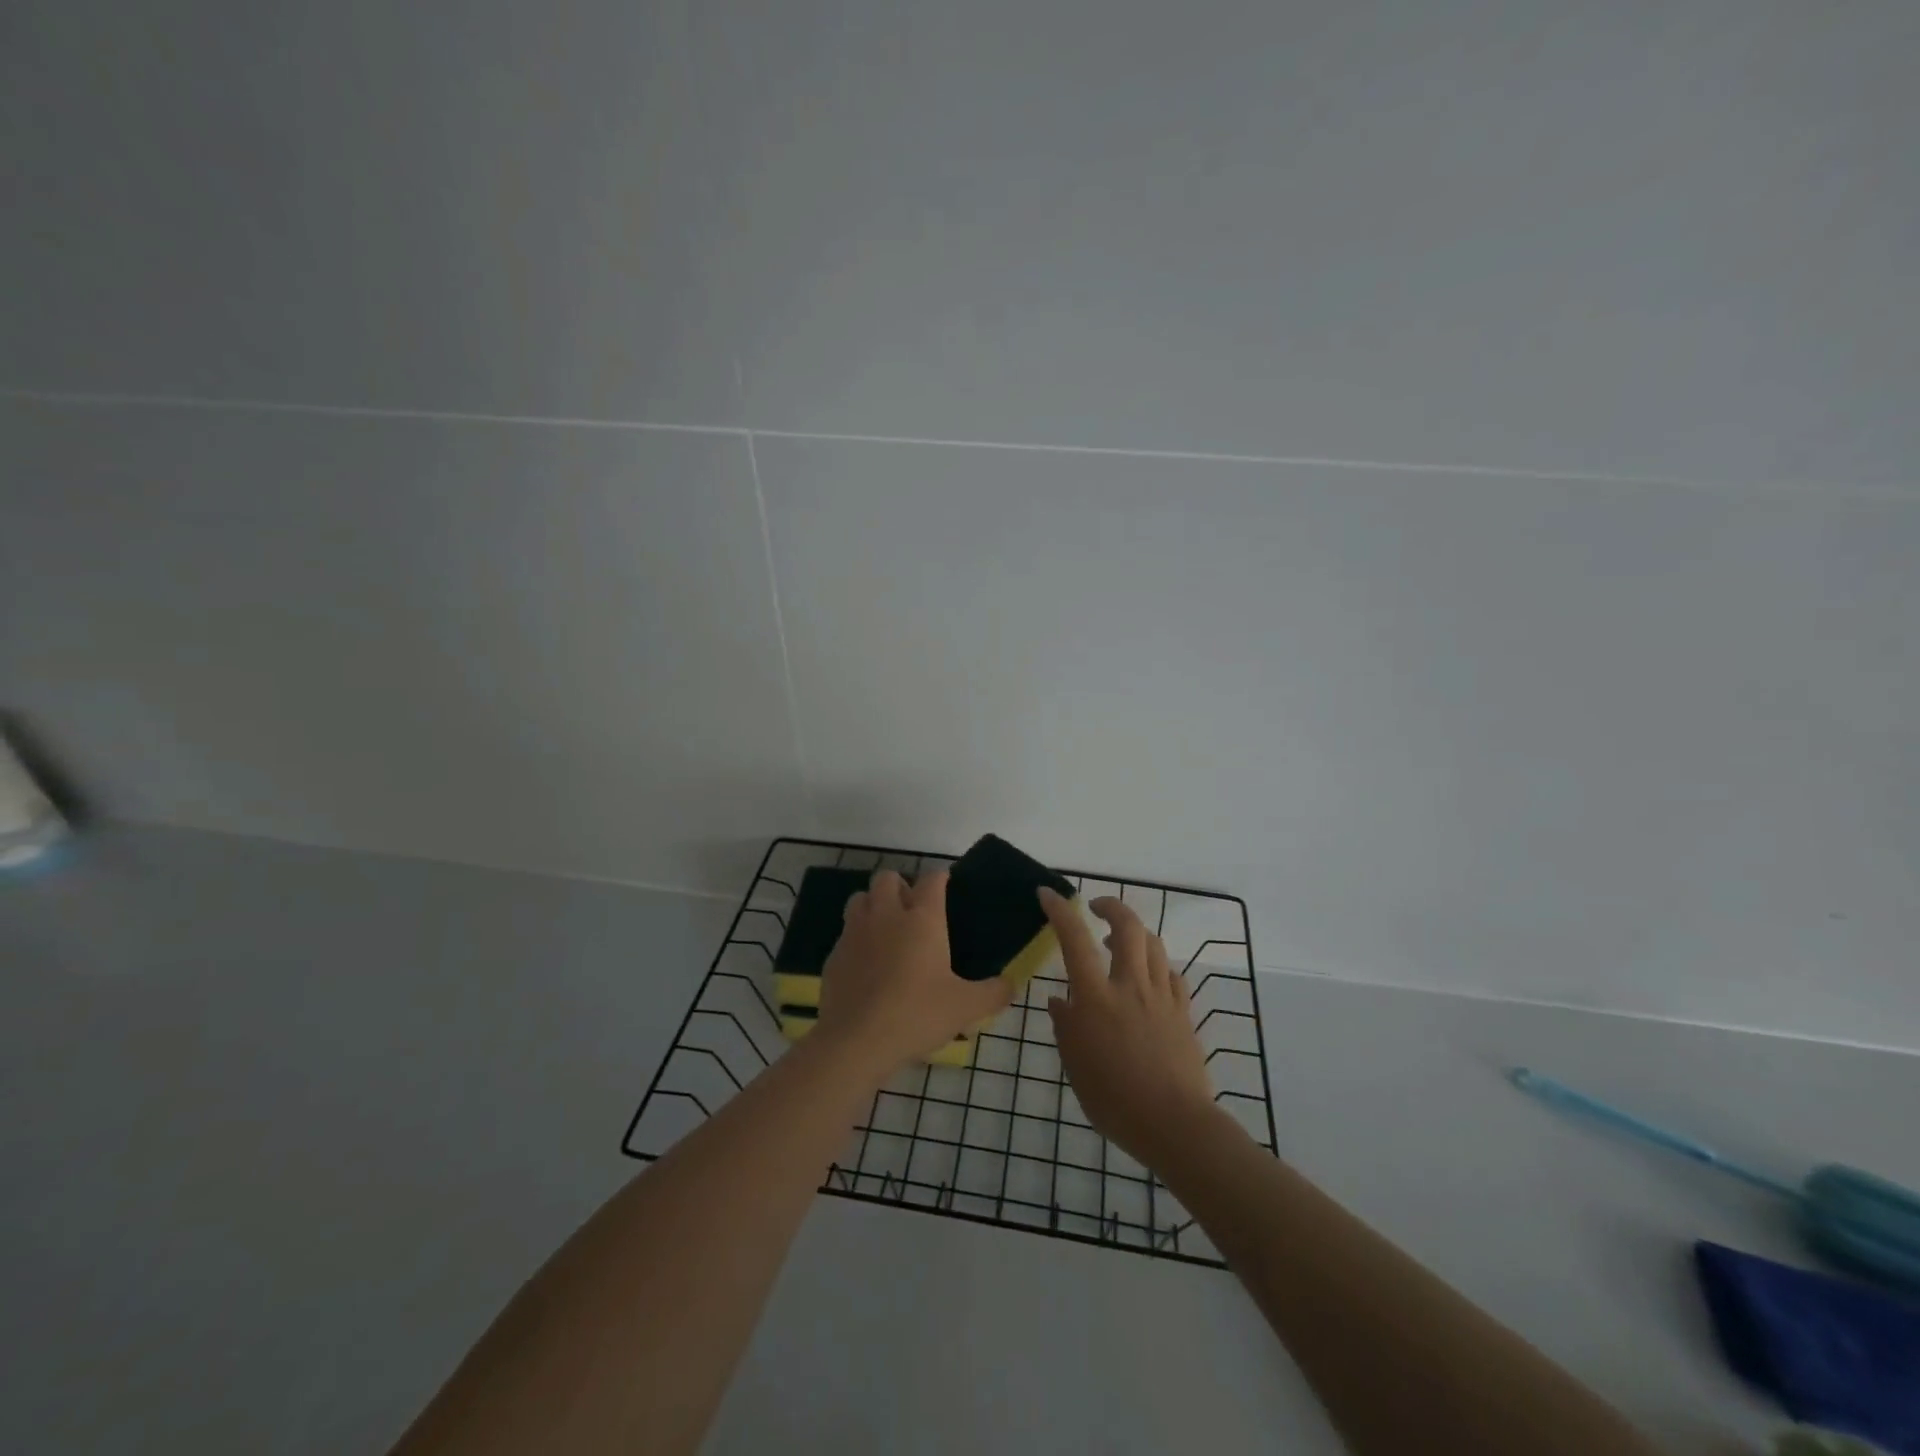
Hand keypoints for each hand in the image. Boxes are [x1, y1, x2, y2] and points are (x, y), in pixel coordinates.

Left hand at [815, 869, 1012, 1080]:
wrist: (856, 1041)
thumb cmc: (917, 1014)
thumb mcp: (966, 1007)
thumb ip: (994, 993)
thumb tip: (1011, 984)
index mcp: (922, 918)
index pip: (932, 880)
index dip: (940, 878)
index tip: (946, 885)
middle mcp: (886, 914)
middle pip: (887, 878)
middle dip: (900, 885)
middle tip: (912, 909)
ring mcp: (855, 932)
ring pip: (860, 898)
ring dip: (874, 904)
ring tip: (886, 929)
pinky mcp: (834, 955)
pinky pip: (846, 933)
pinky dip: (857, 938)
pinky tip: (867, 963)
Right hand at [1039, 887, 1218, 1166]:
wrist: (1175, 1124)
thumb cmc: (1115, 1099)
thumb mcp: (1076, 1066)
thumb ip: (1066, 1027)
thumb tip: (1058, 1000)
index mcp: (1097, 998)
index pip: (1075, 940)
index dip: (1060, 911)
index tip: (1047, 893)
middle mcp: (1130, 986)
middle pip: (1127, 926)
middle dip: (1110, 906)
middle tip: (1095, 909)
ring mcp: (1161, 996)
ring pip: (1152, 944)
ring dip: (1134, 932)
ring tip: (1120, 941)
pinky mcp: (1183, 1011)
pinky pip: (1172, 973)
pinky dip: (1156, 964)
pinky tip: (1150, 976)